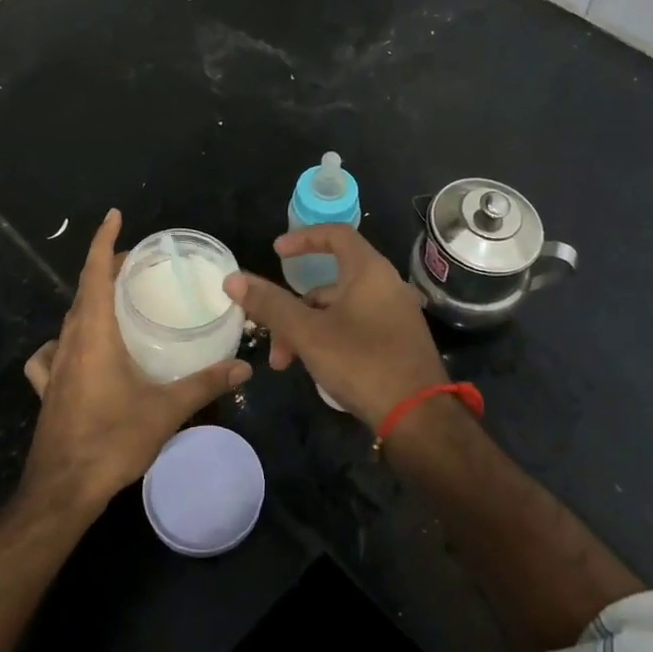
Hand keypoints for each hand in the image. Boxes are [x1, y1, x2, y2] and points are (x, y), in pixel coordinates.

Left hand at [20, 210, 251, 514]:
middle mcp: (69, 343)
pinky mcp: (47, 390)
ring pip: (70, 319)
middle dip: (106, 268)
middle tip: (138, 263)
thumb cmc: (111, 441)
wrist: (61, 492)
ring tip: (115, 302)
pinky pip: (52, 353)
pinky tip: (77, 353)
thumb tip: (244, 367)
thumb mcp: (166, 410)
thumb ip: (206, 384)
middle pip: (83, 291)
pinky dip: (65, 341)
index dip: (103, 242)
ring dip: (89, 301)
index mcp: (94, 335)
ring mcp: (53, 367)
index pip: (95, 274)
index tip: (114, 216)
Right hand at [224, 224, 445, 426]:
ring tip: (287, 363)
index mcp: (370, 271)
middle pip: (330, 281)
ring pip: (340, 309)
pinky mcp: (398, 340)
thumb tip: (233, 279)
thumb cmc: (362, 362)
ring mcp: (395, 314)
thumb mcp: (308, 333)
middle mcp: (386, 285)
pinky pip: (356, 326)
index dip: (304, 238)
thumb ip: (271, 305)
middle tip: (273, 337)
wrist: (419, 417)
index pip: (336, 235)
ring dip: (308, 329)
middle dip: (294, 307)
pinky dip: (330, 338)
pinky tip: (317, 368)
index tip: (277, 252)